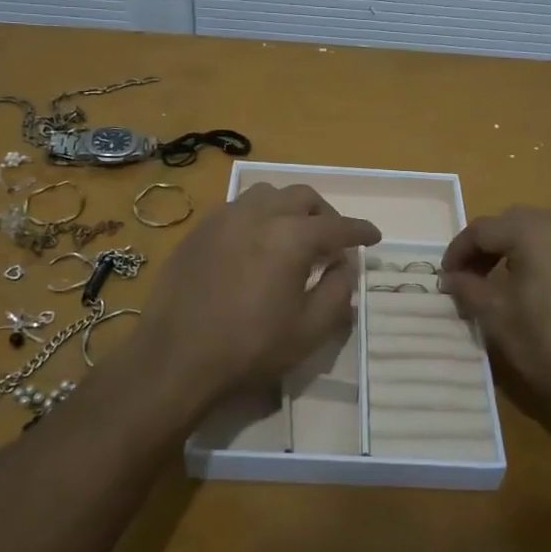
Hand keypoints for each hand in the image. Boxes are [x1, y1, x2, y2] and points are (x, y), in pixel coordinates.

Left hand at [130, 183, 380, 416]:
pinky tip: (256, 243)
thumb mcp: (310, 330)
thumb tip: (345, 265)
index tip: (373, 236)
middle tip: (333, 240)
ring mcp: (224, 218)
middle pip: (302, 197)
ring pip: (267, 195)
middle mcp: (259, 215)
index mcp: (291, 237)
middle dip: (325, 214)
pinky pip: (237, 208)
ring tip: (293, 235)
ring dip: (289, 208)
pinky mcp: (199, 230)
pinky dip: (258, 216)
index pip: (337, 226)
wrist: (176, 357)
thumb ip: (338, 291)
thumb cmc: (250, 347)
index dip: (360, 231)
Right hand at [442, 207, 550, 417]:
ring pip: (542, 231)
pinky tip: (540, 288)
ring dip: (516, 249)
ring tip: (504, 282)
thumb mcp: (497, 317)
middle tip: (471, 278)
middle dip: (487, 247)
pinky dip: (545, 257)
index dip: (458, 252)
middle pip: (512, 223)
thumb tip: (451, 277)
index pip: (482, 230)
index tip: (446, 278)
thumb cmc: (550, 343)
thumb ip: (468, 288)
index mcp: (532, 230)